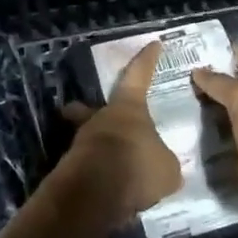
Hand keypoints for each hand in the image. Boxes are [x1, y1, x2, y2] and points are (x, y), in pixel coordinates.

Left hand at [56, 41, 182, 225]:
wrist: (95, 193)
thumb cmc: (137, 166)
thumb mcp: (166, 168)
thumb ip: (164, 162)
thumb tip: (162, 168)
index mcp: (128, 108)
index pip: (139, 75)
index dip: (147, 60)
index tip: (153, 44)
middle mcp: (101, 118)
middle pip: (91, 107)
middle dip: (89, 109)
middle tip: (91, 113)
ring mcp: (81, 142)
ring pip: (89, 139)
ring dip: (99, 149)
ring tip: (115, 169)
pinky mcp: (70, 169)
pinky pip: (87, 167)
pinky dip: (96, 175)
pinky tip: (109, 190)